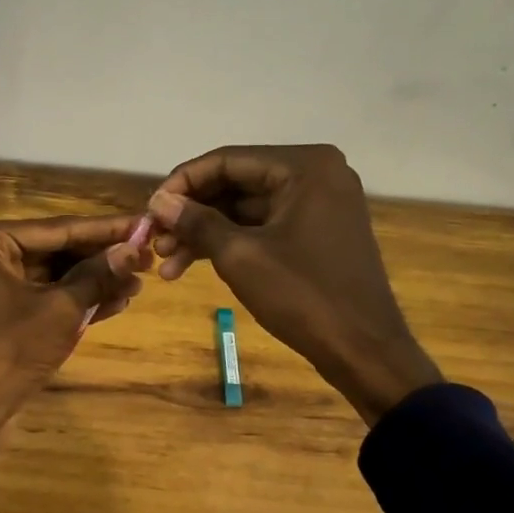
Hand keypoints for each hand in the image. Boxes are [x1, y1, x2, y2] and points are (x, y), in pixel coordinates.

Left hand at [0, 215, 148, 504]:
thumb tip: (135, 249)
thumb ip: (98, 275)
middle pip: (57, 249)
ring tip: (140, 281)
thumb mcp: (61, 310)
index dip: (106, 229)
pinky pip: (47, 297)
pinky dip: (79, 300)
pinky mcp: (4, 314)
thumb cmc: (9, 352)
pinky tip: (118, 302)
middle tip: (149, 255)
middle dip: (102, 257)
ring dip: (96, 280)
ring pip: (55, 275)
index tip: (145, 223)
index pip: (59, 229)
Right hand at [147, 145, 441, 424]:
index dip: (182, 184)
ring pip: (244, 208)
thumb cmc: (303, 296)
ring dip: (204, 233)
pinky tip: (192, 265)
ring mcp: (318, 203)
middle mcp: (315, 174)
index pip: (227, 160)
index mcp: (304, 166)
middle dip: (191, 214)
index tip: (149, 210)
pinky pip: (262, 226)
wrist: (364, 351)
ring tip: (165, 263)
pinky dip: (229, 243)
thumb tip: (158, 201)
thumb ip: (196, 221)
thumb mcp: (240, 256)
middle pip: (235, 183)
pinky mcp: (315, 231)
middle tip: (153, 240)